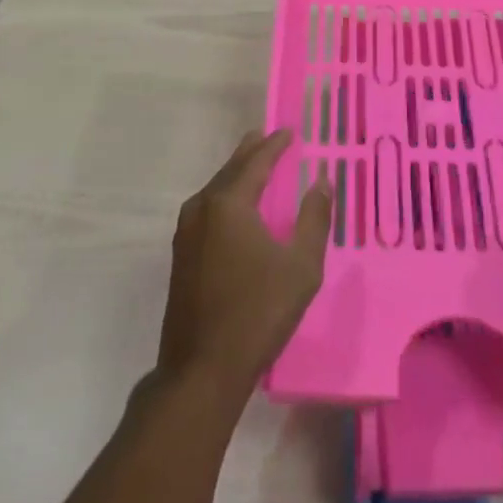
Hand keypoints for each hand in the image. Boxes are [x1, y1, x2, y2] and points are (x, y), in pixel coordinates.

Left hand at [156, 129, 331, 402]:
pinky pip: (207, 209)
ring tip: (254, 165)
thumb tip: (321, 181)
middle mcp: (202, 208)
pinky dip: (225, 196)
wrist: (201, 371)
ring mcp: (186, 232)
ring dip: (236, 174)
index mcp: (229, 204)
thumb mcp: (300, 267)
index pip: (256, 162)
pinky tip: (236, 208)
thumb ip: (313, 219)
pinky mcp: (181, 255)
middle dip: (251, 152)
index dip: (274, 145)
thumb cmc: (257, 313)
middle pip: (231, 170)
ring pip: (215, 189)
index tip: (289, 131)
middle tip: (267, 136)